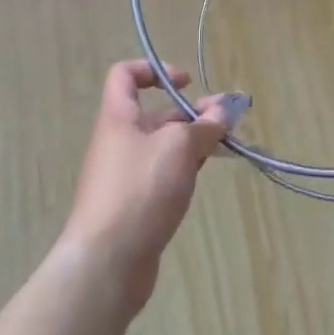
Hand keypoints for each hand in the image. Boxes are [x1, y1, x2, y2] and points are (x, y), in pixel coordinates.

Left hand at [59, 60, 229, 312]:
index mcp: (119, 118)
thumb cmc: (140, 189)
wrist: (106, 264)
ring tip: (225, 145)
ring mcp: (125, 177)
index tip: (186, 83)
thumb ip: (204, 126)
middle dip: (192, 111)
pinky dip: (184, 169)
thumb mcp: (180, 147)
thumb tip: (222, 112)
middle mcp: (119, 142)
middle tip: (227, 118)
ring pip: (163, 147)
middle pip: (155, 114)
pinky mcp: (134, 206)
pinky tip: (203, 176)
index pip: (125, 75)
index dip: (154, 70)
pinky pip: (162, 176)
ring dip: (193, 141)